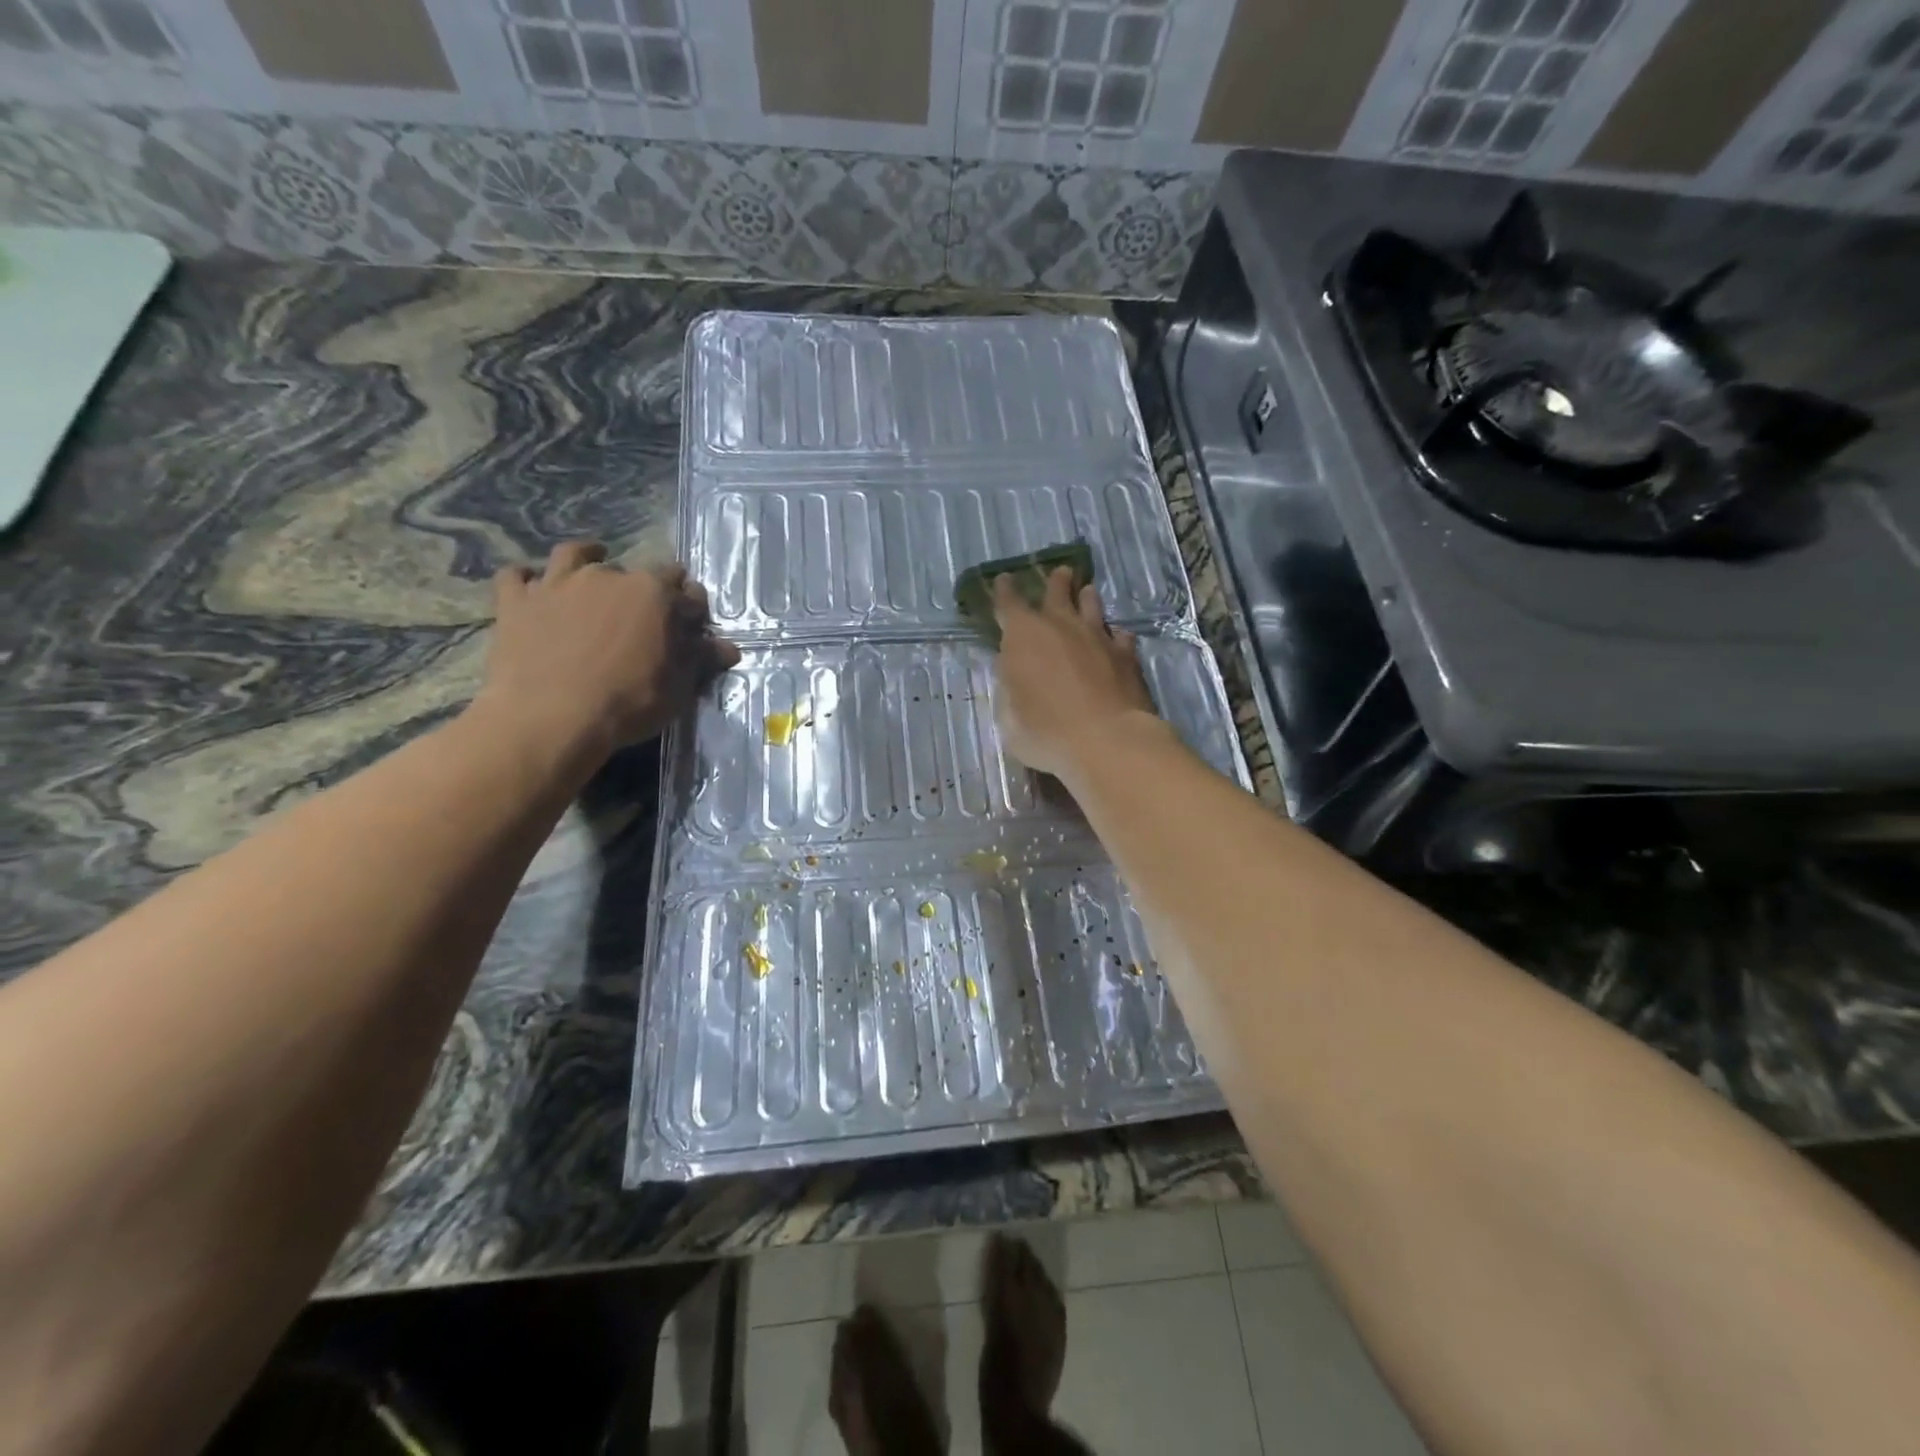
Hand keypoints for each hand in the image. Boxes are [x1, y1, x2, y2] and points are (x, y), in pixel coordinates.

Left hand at [477, 541, 739, 761]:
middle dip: (642, 586)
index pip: (682, 586)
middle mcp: (606, 576)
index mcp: (653, 593)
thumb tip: (729, 648)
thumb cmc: (627, 703)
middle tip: (643, 612)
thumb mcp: (678, 688)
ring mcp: (556, 584)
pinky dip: (526, 579)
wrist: (549, 718)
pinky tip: (532, 588)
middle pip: (632, 569)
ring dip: (585, 558)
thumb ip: (701, 661)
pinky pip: (516, 576)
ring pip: (572, 555)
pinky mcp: (515, 601)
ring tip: (590, 568)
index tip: (692, 622)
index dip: (689, 603)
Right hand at [992, 566, 1157, 779]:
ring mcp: (1098, 638)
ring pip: (1092, 606)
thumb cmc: (1046, 731)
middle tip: (1060, 573)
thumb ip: (1010, 688)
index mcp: (1023, 636)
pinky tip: (1117, 638)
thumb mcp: (1009, 717)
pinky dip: (1114, 636)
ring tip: (1088, 593)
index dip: (1004, 590)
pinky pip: (1120, 636)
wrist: (1107, 741)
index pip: (1008, 603)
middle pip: (1057, 592)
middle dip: (1055, 582)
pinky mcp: (1126, 656)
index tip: (1004, 579)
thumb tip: (1014, 673)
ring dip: (1087, 599)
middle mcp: (1061, 626)